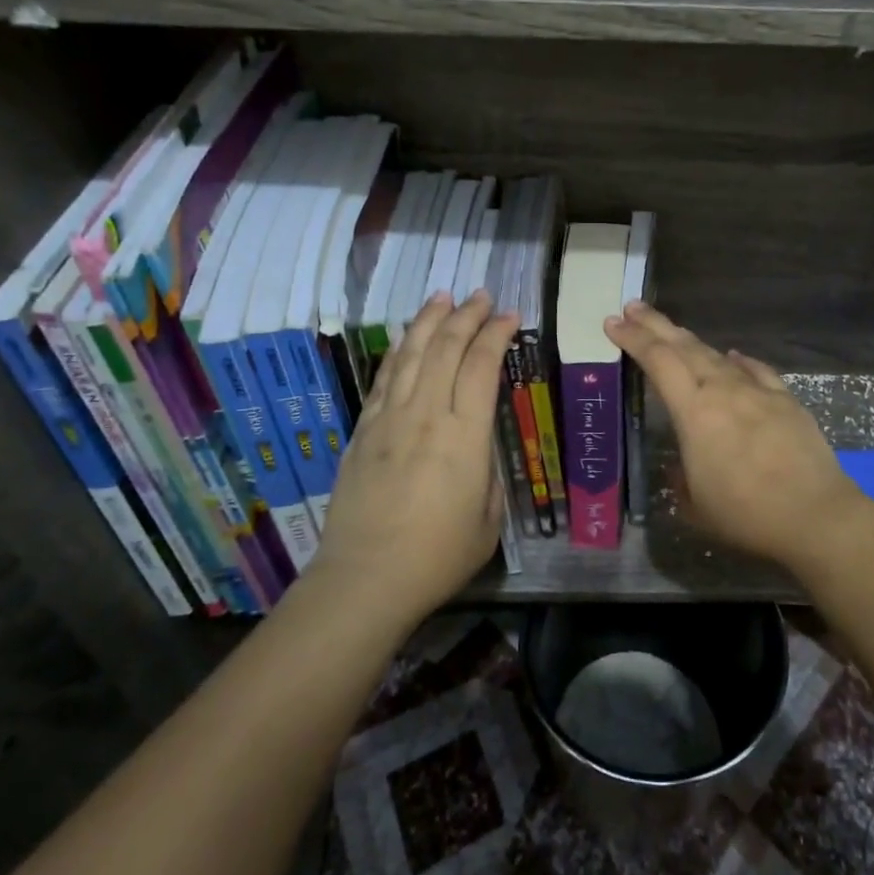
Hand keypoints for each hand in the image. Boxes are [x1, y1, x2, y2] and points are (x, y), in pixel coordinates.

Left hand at [305, 290, 518, 628]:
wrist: (365, 578)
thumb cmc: (438, 556)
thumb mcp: (488, 518)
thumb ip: (488, 472)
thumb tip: (479, 447)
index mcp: (465, 436)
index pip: (483, 366)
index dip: (497, 334)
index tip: (509, 315)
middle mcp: (426, 415)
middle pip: (447, 348)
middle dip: (466, 315)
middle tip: (481, 296)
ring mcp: (390, 419)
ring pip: (412, 354)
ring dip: (430, 321)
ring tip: (443, 297)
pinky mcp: (364, 430)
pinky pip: (384, 378)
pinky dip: (399, 350)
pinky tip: (406, 337)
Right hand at [604, 302, 873, 573]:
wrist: (815, 515)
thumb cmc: (746, 514)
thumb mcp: (696, 507)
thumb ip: (681, 481)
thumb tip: (682, 468)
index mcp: (695, 412)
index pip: (658, 361)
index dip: (633, 339)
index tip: (613, 322)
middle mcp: (724, 390)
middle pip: (684, 347)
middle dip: (655, 325)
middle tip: (632, 307)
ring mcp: (758, 392)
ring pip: (717, 356)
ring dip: (691, 341)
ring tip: (674, 332)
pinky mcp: (786, 400)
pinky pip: (756, 370)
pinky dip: (739, 361)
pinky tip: (733, 356)